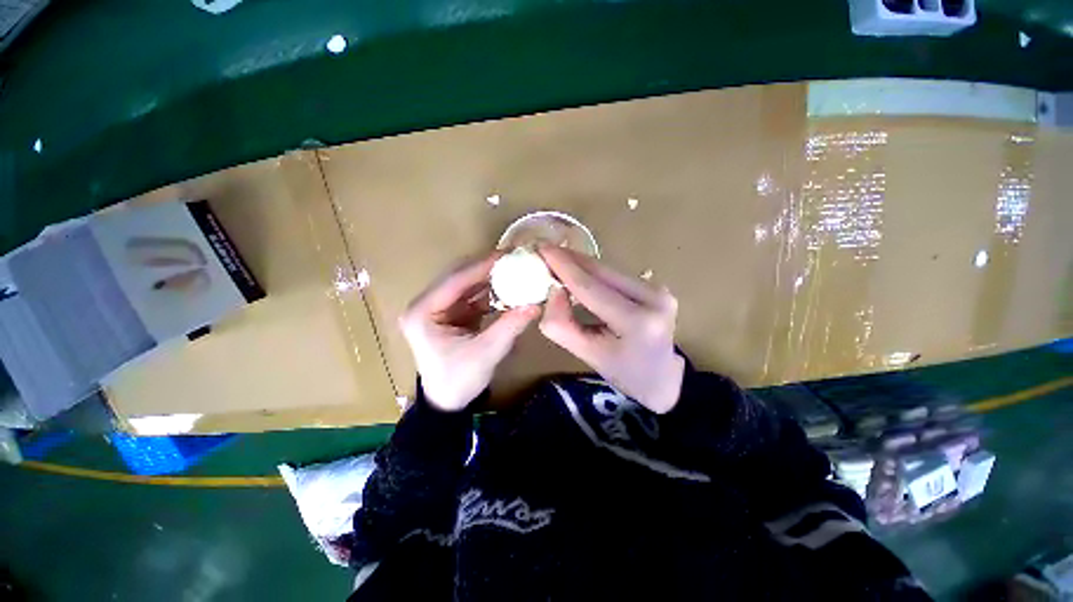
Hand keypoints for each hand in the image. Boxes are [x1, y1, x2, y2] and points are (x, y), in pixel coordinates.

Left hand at [400, 253, 539, 411]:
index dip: (482, 266)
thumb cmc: (458, 381)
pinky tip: (509, 287)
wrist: (447, 402)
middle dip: (487, 268)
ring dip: (490, 277)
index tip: (508, 255)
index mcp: (423, 312)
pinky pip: (473, 295)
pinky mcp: (451, 312)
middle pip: (459, 277)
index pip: (455, 280)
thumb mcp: (486, 354)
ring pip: (467, 283)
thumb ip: (509, 326)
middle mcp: (426, 304)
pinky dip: (491, 291)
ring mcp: (438, 307)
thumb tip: (536, 304)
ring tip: (515, 268)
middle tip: (514, 258)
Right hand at [538, 247, 684, 413]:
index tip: (541, 249)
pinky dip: (594, 272)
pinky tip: (579, 273)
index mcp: (637, 322)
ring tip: (557, 262)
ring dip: (581, 264)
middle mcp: (654, 298)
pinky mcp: (657, 286)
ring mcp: (659, 289)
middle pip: (602, 271)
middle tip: (545, 251)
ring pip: (609, 270)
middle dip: (570, 259)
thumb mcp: (587, 355)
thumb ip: (562, 326)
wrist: (662, 378)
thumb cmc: (623, 372)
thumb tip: (552, 291)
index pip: (591, 287)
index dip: (563, 266)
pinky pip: (616, 275)